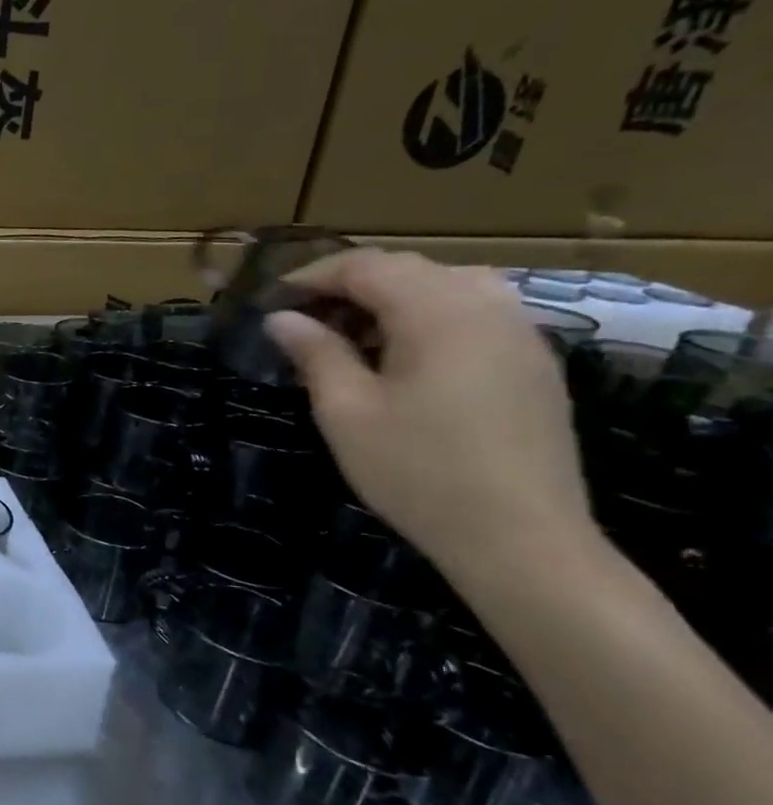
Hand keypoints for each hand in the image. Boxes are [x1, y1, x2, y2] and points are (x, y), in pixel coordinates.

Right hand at [266, 250, 592, 583]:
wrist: (520, 538)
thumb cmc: (417, 471)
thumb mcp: (346, 411)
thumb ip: (315, 353)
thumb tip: (282, 318)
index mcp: (439, 311)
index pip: (367, 266)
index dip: (313, 276)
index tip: (272, 302)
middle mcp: (488, 307)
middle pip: (410, 270)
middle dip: (350, 286)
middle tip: (304, 322)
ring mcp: (521, 335)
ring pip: (447, 288)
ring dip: (390, 301)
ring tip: (350, 339)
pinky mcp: (533, 366)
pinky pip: (474, 316)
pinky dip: (426, 321)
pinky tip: (401, 362)